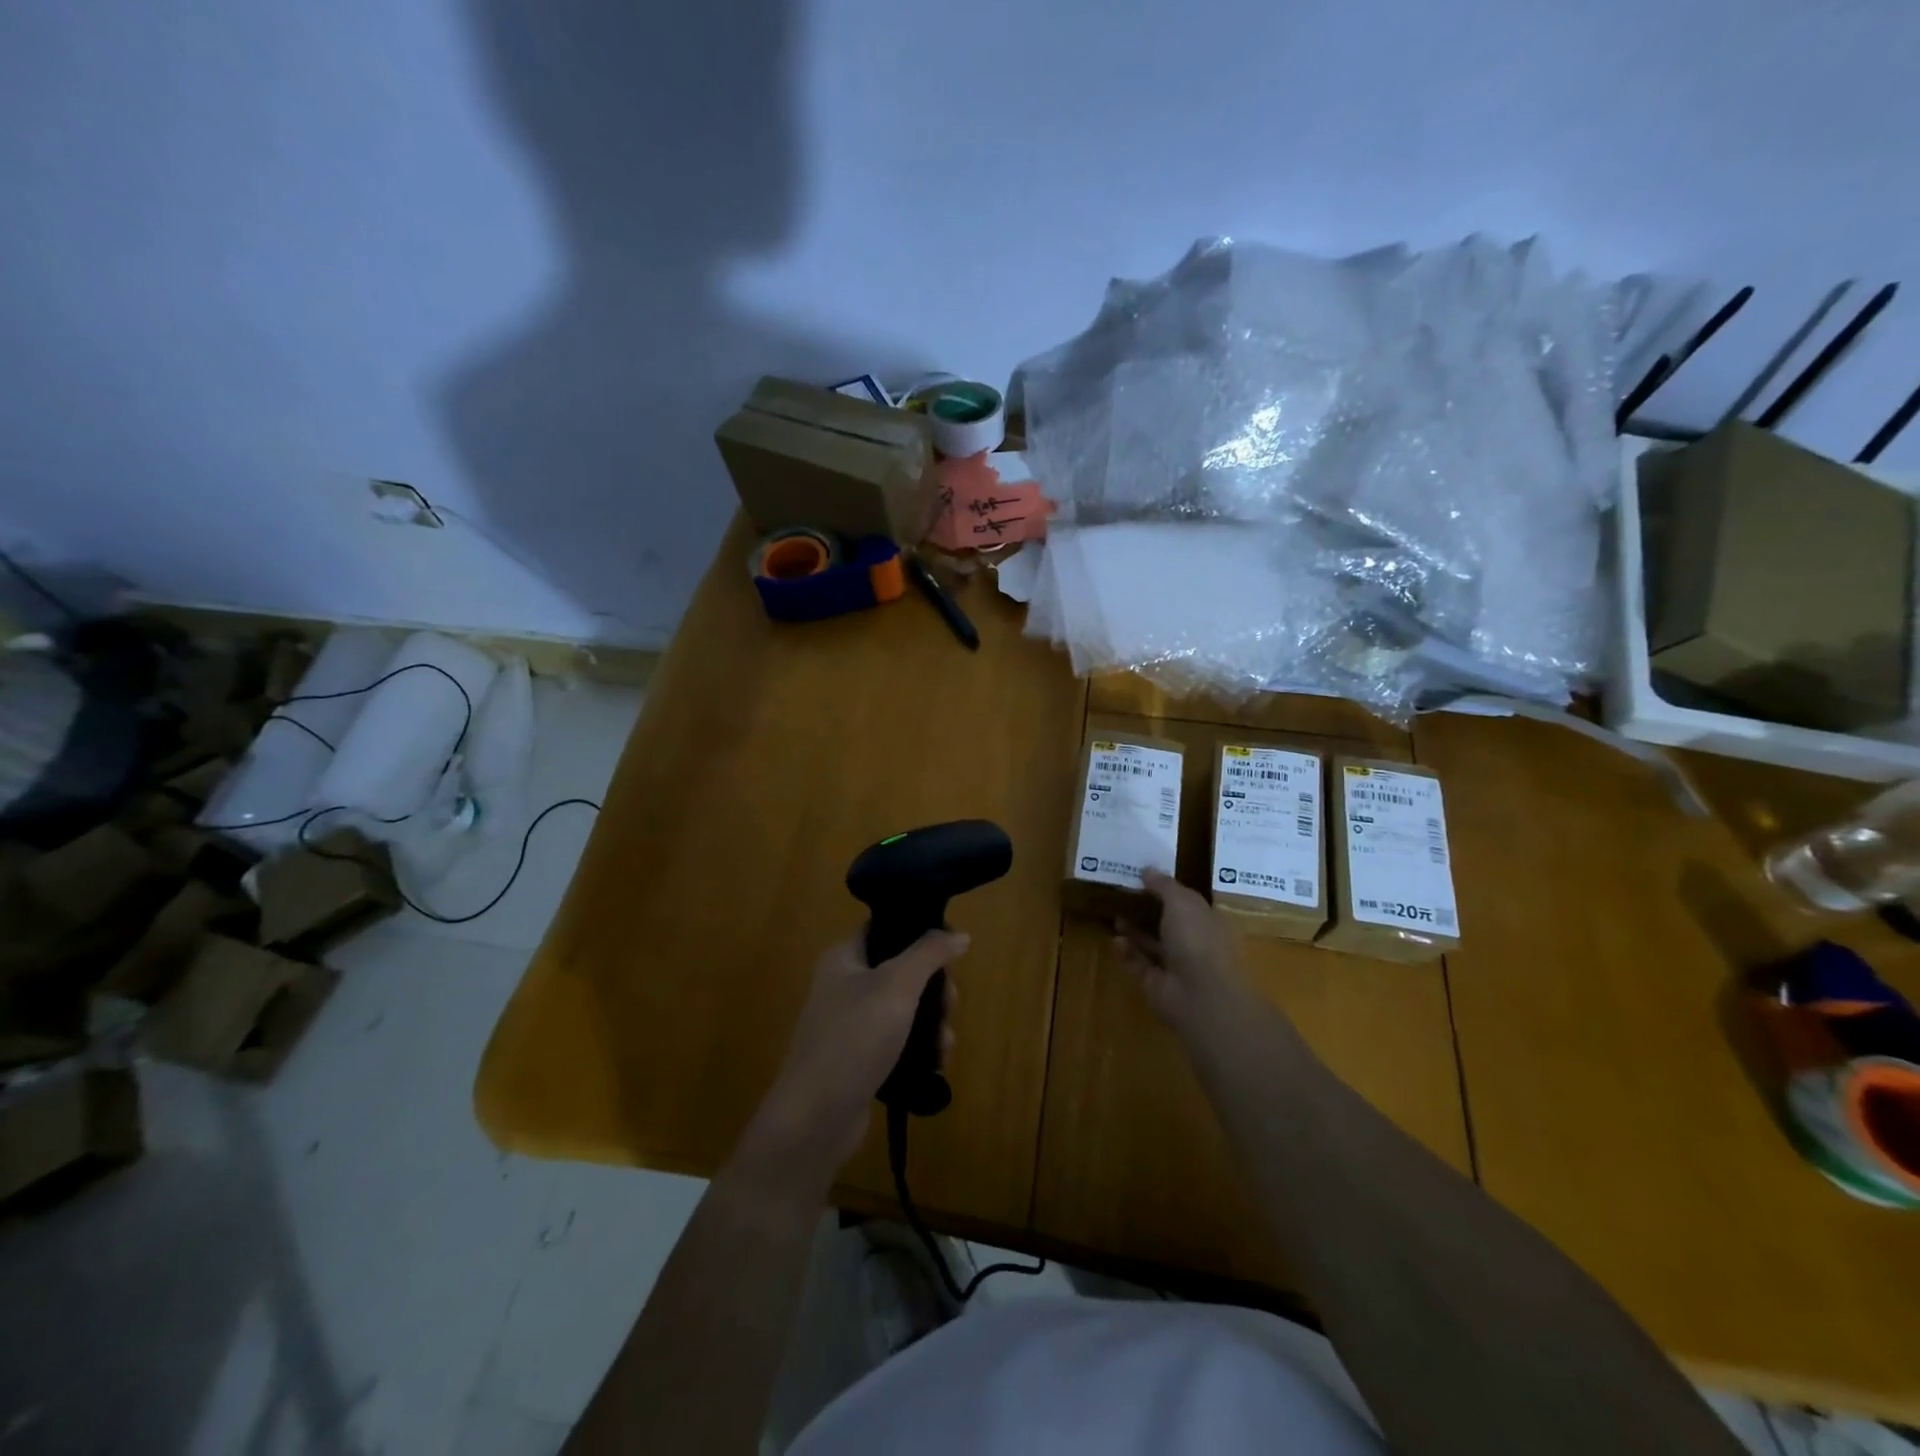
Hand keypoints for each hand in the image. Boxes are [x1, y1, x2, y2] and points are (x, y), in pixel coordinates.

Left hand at [739, 930, 967, 1188]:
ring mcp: (852, 1025)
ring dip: (932, 1024)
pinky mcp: (860, 1060)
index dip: (921, 936)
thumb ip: (930, 953)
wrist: (815, 1118)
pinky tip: (935, 1065)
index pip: (887, 929)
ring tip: (944, 1046)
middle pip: (904, 971)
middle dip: (935, 990)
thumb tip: (960, 934)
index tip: (951, 955)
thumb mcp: (897, 986)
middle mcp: (845, 985)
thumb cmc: (854, 1038)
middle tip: (949, 1007)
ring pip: (906, 1010)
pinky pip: (899, 1043)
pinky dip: (920, 1050)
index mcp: (844, 957)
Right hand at [1113, 870, 1251, 1034]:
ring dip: (1134, 930)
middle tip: (1122, 894)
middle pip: (1168, 923)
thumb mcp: (1182, 901)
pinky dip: (1128, 952)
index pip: (1188, 903)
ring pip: (1152, 944)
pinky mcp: (1157, 984)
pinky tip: (1115, 940)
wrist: (1201, 996)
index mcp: (1208, 922)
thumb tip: (1147, 869)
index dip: (1167, 890)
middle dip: (1147, 910)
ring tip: (1114, 913)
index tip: (1143, 877)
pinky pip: (1139, 964)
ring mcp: (1176, 966)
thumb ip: (1164, 885)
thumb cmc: (1198, 940)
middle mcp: (1195, 943)